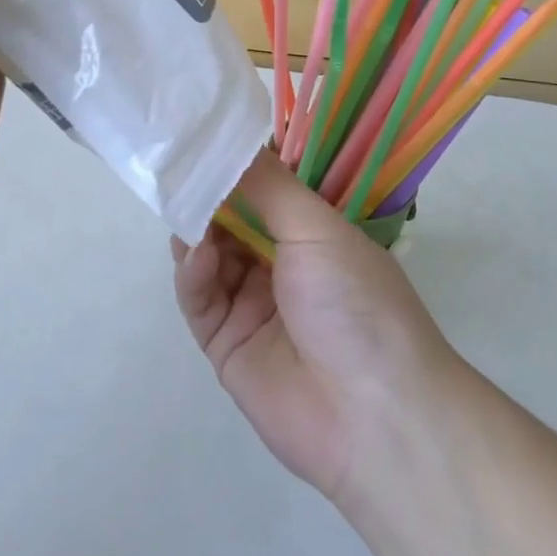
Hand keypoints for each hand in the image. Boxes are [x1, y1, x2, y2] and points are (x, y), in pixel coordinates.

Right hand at [172, 151, 461, 501]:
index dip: (237, 168)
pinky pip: (199, 298)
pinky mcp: (225, 343)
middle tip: (182, 170)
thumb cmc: (357, 303)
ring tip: (187, 211)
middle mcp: (281, 266)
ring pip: (208, 256)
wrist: (374, 416)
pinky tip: (197, 254)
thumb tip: (228, 141)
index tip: (205, 139)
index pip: (265, 192)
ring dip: (196, 231)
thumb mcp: (318, 228)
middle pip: (230, 222)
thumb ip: (267, 185)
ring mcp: (251, 305)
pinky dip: (193, 272)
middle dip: (208, 197)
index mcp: (313, 235)